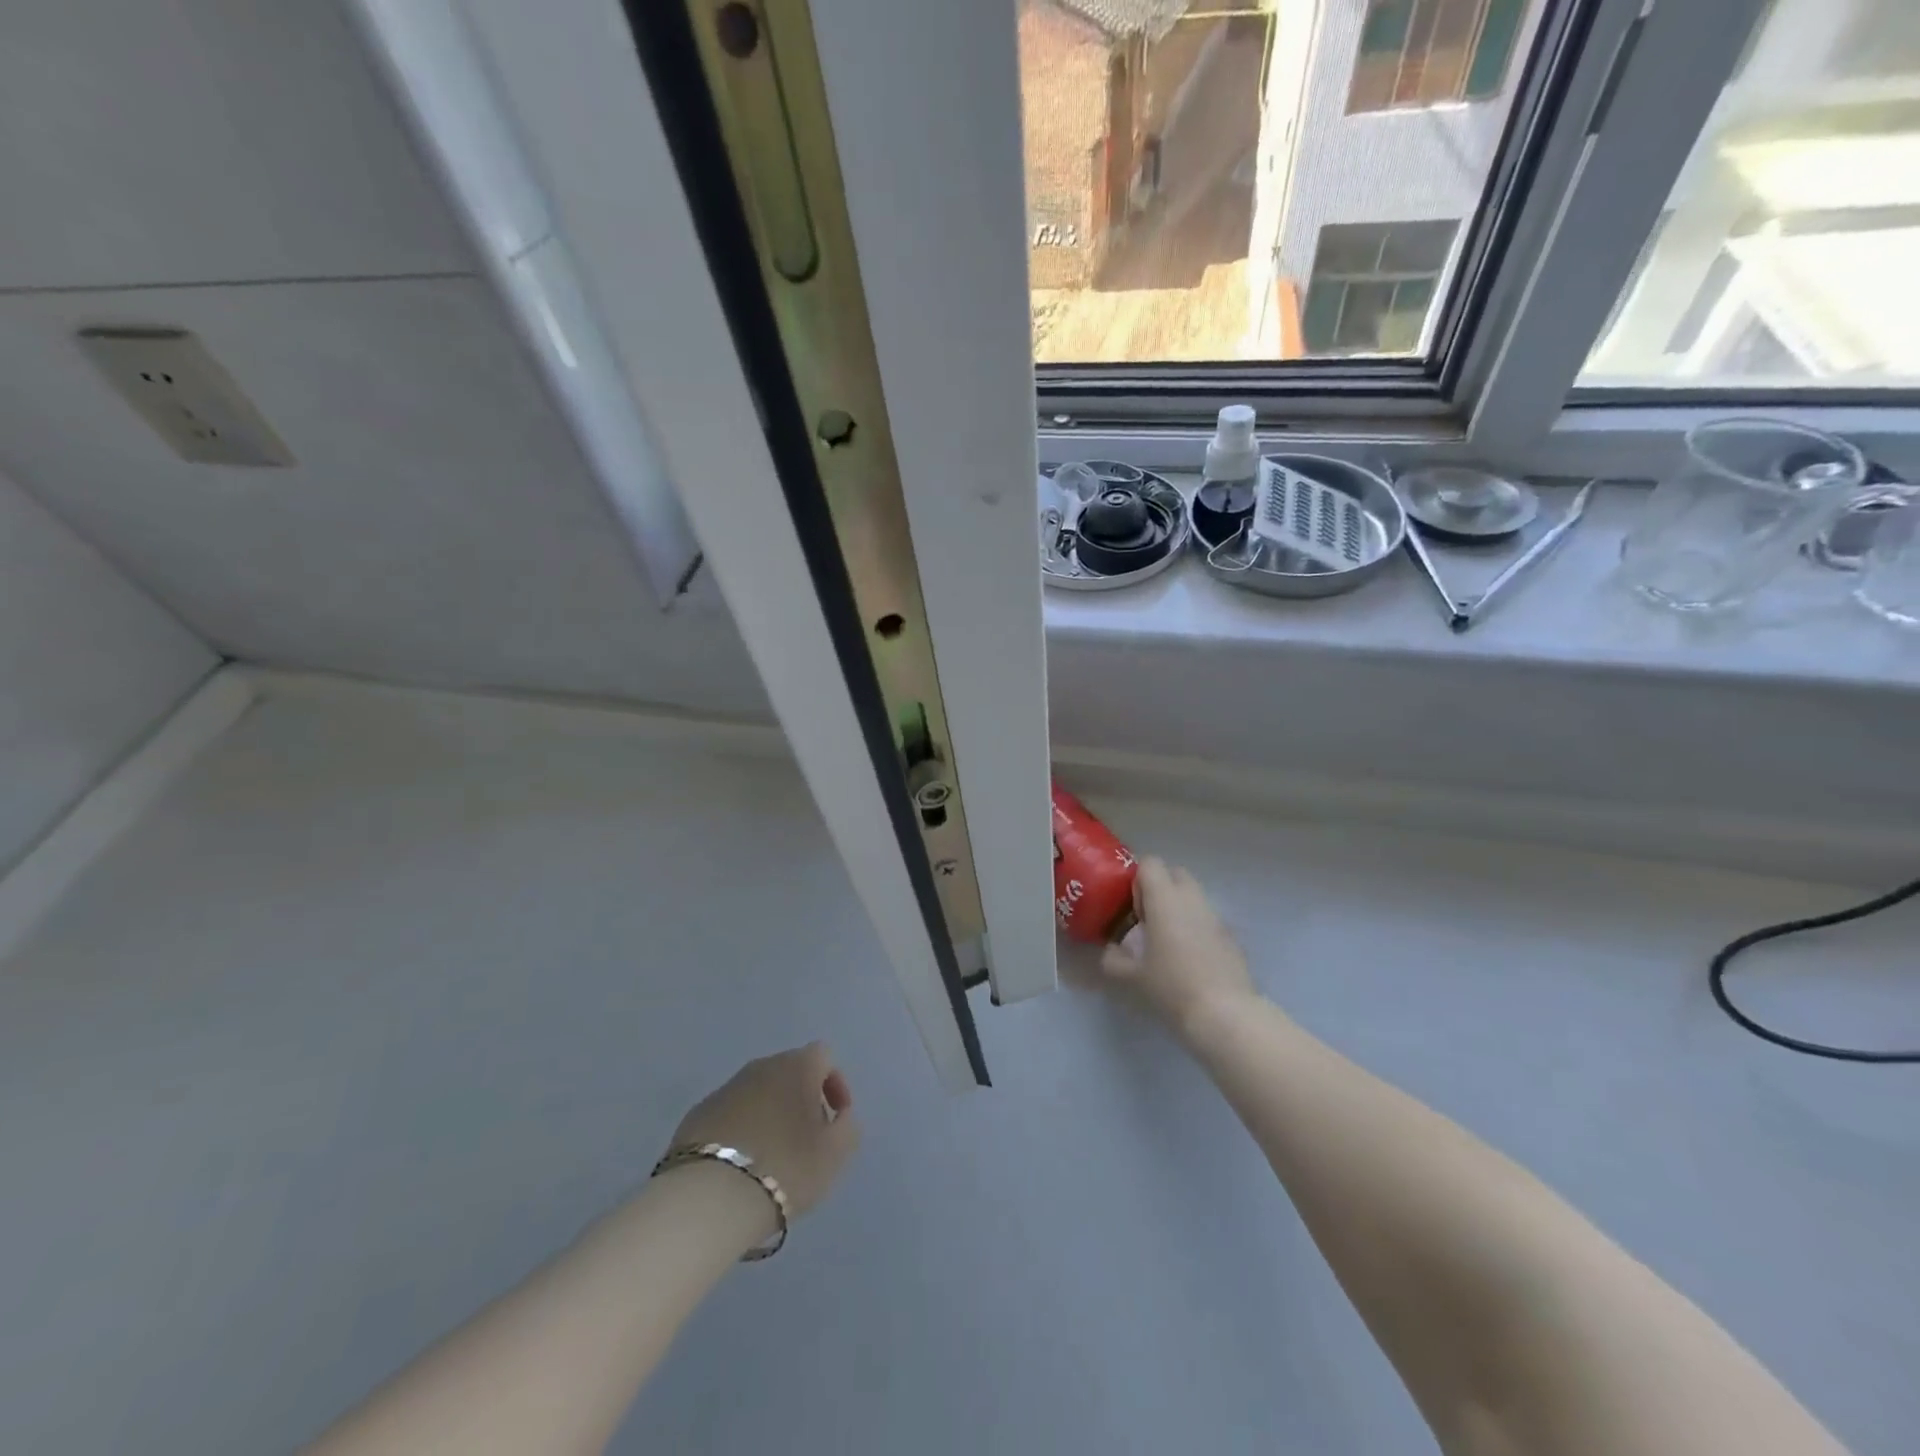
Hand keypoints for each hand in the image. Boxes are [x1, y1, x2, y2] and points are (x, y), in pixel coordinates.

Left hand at [668, 1043, 859, 1222]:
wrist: (710, 1196)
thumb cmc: (786, 1167)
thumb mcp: (835, 1154)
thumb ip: (847, 1126)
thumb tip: (840, 1115)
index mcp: (797, 1066)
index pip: (824, 1056)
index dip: (835, 1085)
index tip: (835, 1121)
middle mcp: (761, 1066)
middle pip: (789, 1072)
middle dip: (801, 1100)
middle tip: (806, 1139)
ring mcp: (725, 1088)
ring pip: (758, 1092)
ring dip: (770, 1114)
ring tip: (772, 1155)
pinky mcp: (697, 1114)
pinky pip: (730, 1114)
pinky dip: (741, 1130)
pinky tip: (741, 1164)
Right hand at [1096, 857, 1256, 1038]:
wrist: (1224, 1013)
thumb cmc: (1171, 986)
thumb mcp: (1131, 976)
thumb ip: (1113, 958)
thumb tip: (1109, 951)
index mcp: (1165, 899)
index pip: (1150, 863)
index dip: (1137, 880)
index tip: (1132, 908)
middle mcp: (1192, 899)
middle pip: (1175, 873)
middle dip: (1159, 888)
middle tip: (1148, 919)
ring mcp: (1215, 916)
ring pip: (1193, 896)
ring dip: (1178, 908)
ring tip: (1167, 940)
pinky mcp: (1231, 935)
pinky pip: (1207, 918)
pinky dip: (1196, 927)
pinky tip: (1190, 959)